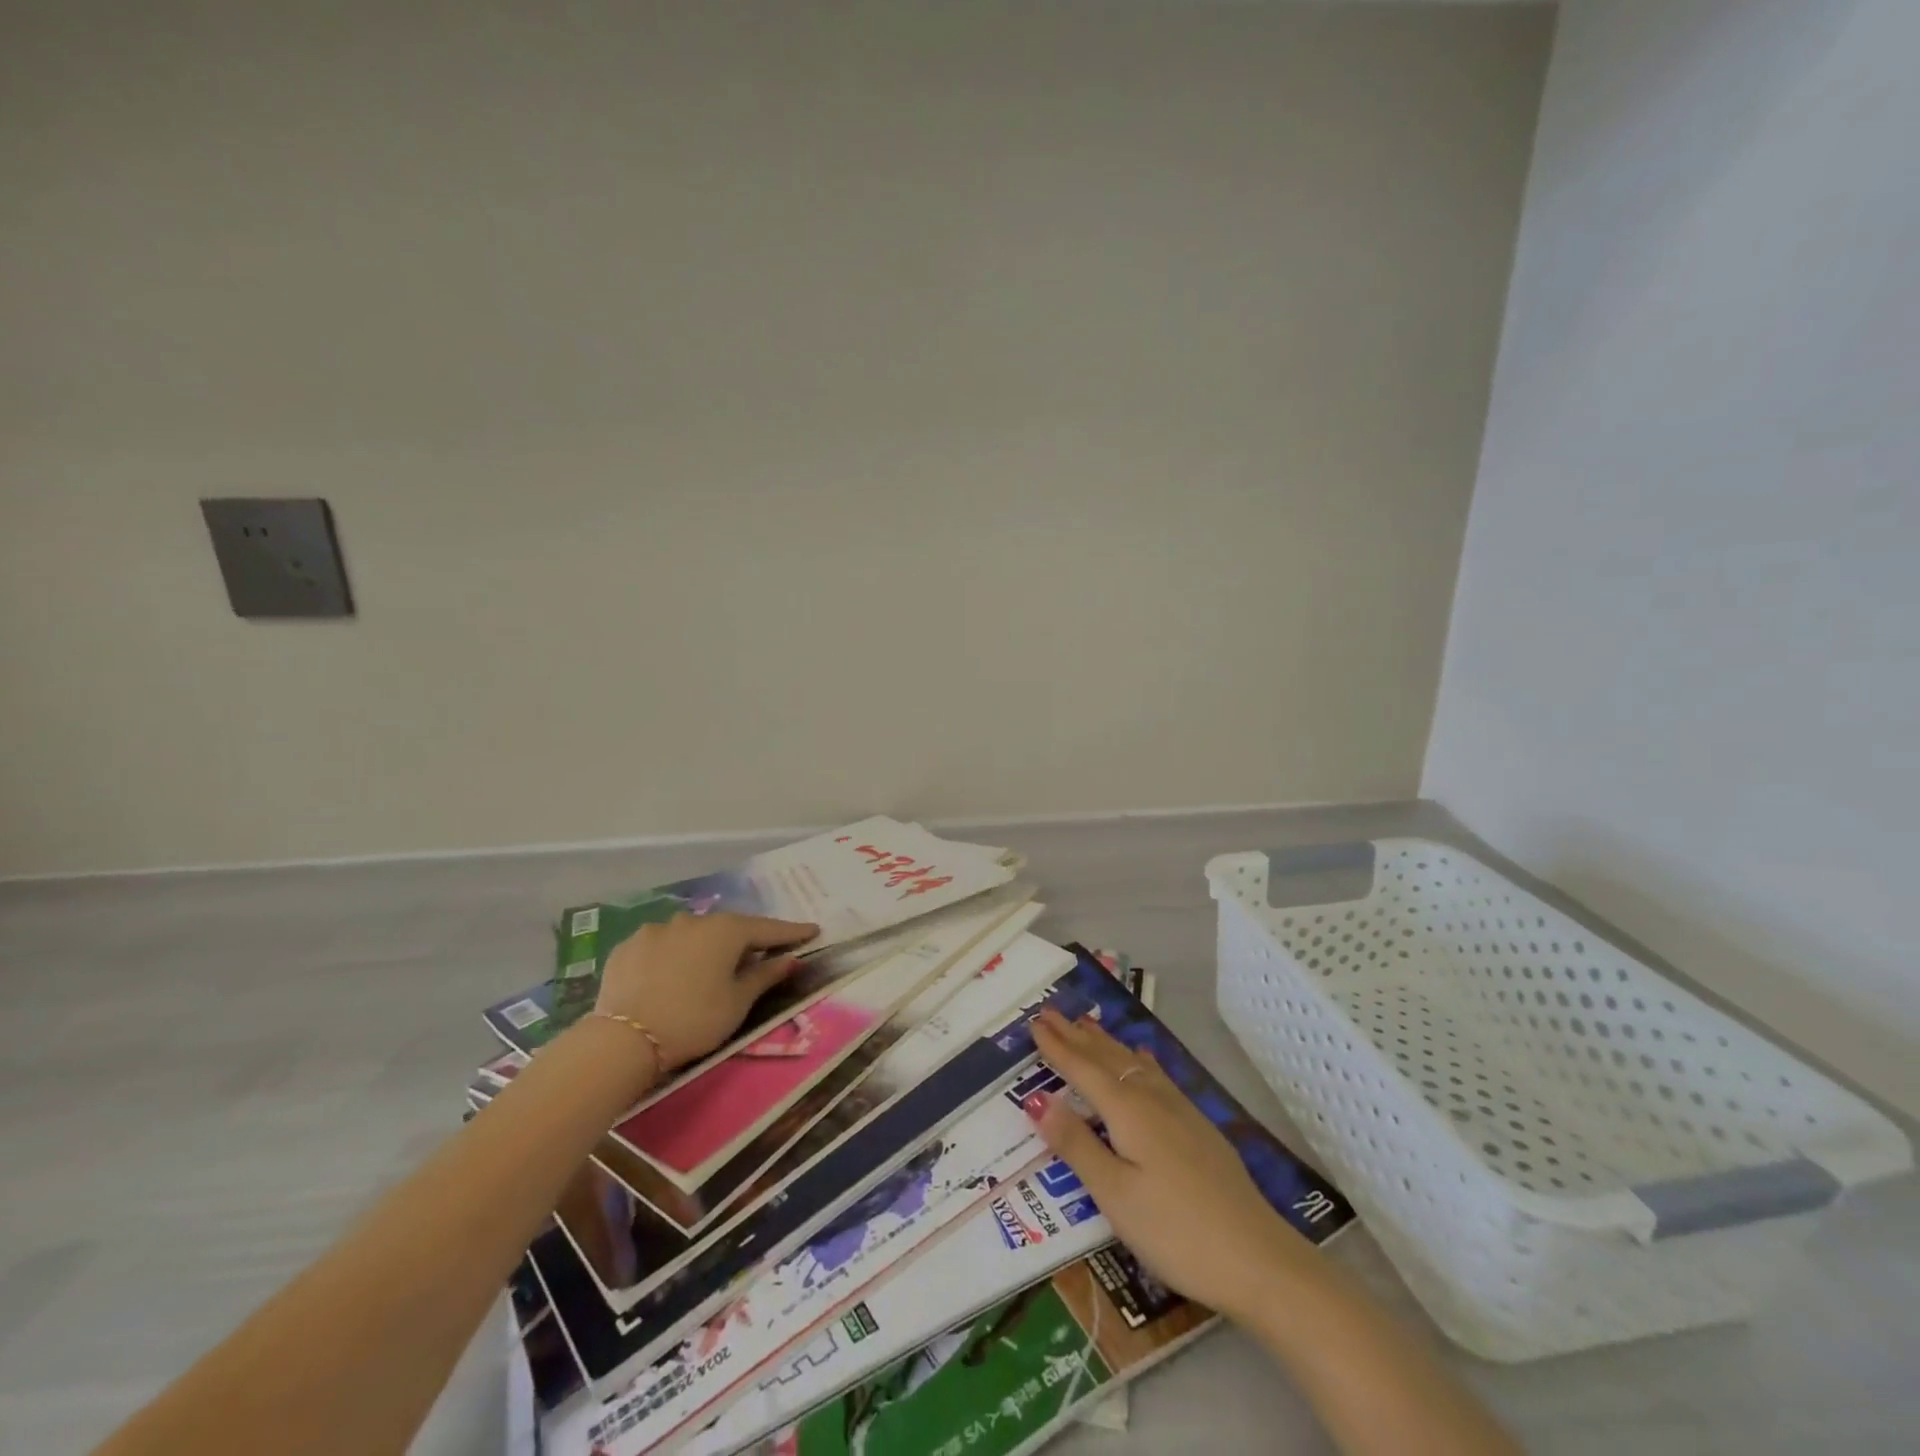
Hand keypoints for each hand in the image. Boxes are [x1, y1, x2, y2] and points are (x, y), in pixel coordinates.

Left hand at [595, 912, 818, 1072]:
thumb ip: (765, 976)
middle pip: (728, 928)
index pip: (768, 928)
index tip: (812, 931)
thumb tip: (790, 959)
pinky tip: (671, 974)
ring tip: (708, 967)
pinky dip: (673, 955)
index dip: (792, 932)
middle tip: (759, 953)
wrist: (623, 1040)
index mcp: (726, 930)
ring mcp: (657, 929)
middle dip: (745, 940)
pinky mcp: (628, 946)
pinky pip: (661, 945)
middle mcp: (693, 920)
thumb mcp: (738, 1003)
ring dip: (705, 946)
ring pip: (692, 934)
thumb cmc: (694, 1020)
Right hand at [1030, 1008, 1316, 1320]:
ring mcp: (1181, 1111)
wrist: (1259, 1259)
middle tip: (1051, 1011)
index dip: (1058, 1047)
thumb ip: (1076, 1145)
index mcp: (1128, 1112)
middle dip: (1077, 1036)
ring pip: (1134, 1063)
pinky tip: (1143, 1057)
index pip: (1084, 1070)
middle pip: (1108, 1059)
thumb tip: (1036, 1098)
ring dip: (1106, 1042)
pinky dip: (1139, 1059)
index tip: (1035, 1021)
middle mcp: (1153, 1100)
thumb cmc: (1176, 1231)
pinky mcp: (1199, 1127)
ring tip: (1087, 1023)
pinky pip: (1157, 1075)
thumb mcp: (1115, 1196)